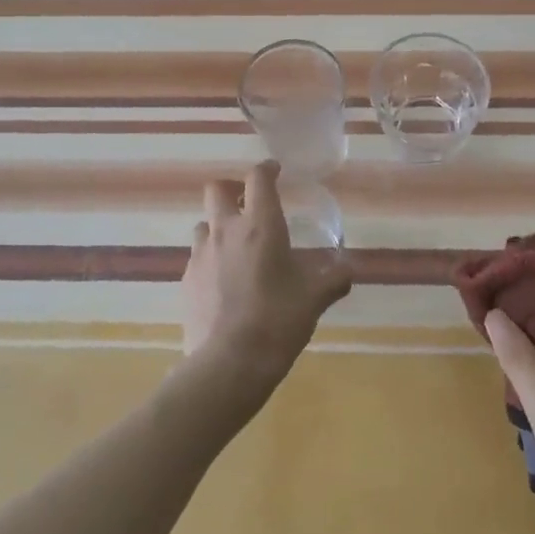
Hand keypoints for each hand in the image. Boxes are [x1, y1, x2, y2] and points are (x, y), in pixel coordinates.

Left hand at [182, 161, 353, 389]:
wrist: (228, 364)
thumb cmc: (277, 320)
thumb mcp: (314, 298)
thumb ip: (333, 279)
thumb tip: (348, 269)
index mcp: (260, 225)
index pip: (258, 178)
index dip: (266, 169)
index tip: (276, 172)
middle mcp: (225, 231)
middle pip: (217, 189)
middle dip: (232, 189)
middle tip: (249, 204)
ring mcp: (200, 255)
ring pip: (203, 224)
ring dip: (218, 226)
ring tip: (237, 247)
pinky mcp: (186, 281)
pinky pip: (197, 257)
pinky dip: (210, 259)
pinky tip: (224, 283)